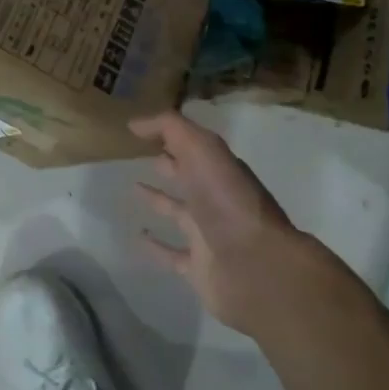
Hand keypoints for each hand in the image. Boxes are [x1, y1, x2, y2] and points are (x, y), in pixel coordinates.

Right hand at [130, 111, 315, 336]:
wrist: (255, 266)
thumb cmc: (227, 201)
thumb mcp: (202, 149)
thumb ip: (171, 128)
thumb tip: (136, 122)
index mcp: (221, 170)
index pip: (195, 147)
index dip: (172, 135)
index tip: (142, 129)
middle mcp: (217, 199)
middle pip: (189, 177)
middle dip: (169, 164)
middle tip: (139, 154)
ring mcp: (209, 234)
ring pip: (179, 212)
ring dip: (159, 200)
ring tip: (133, 188)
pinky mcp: (199, 266)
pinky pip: (172, 254)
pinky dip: (155, 246)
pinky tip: (138, 236)